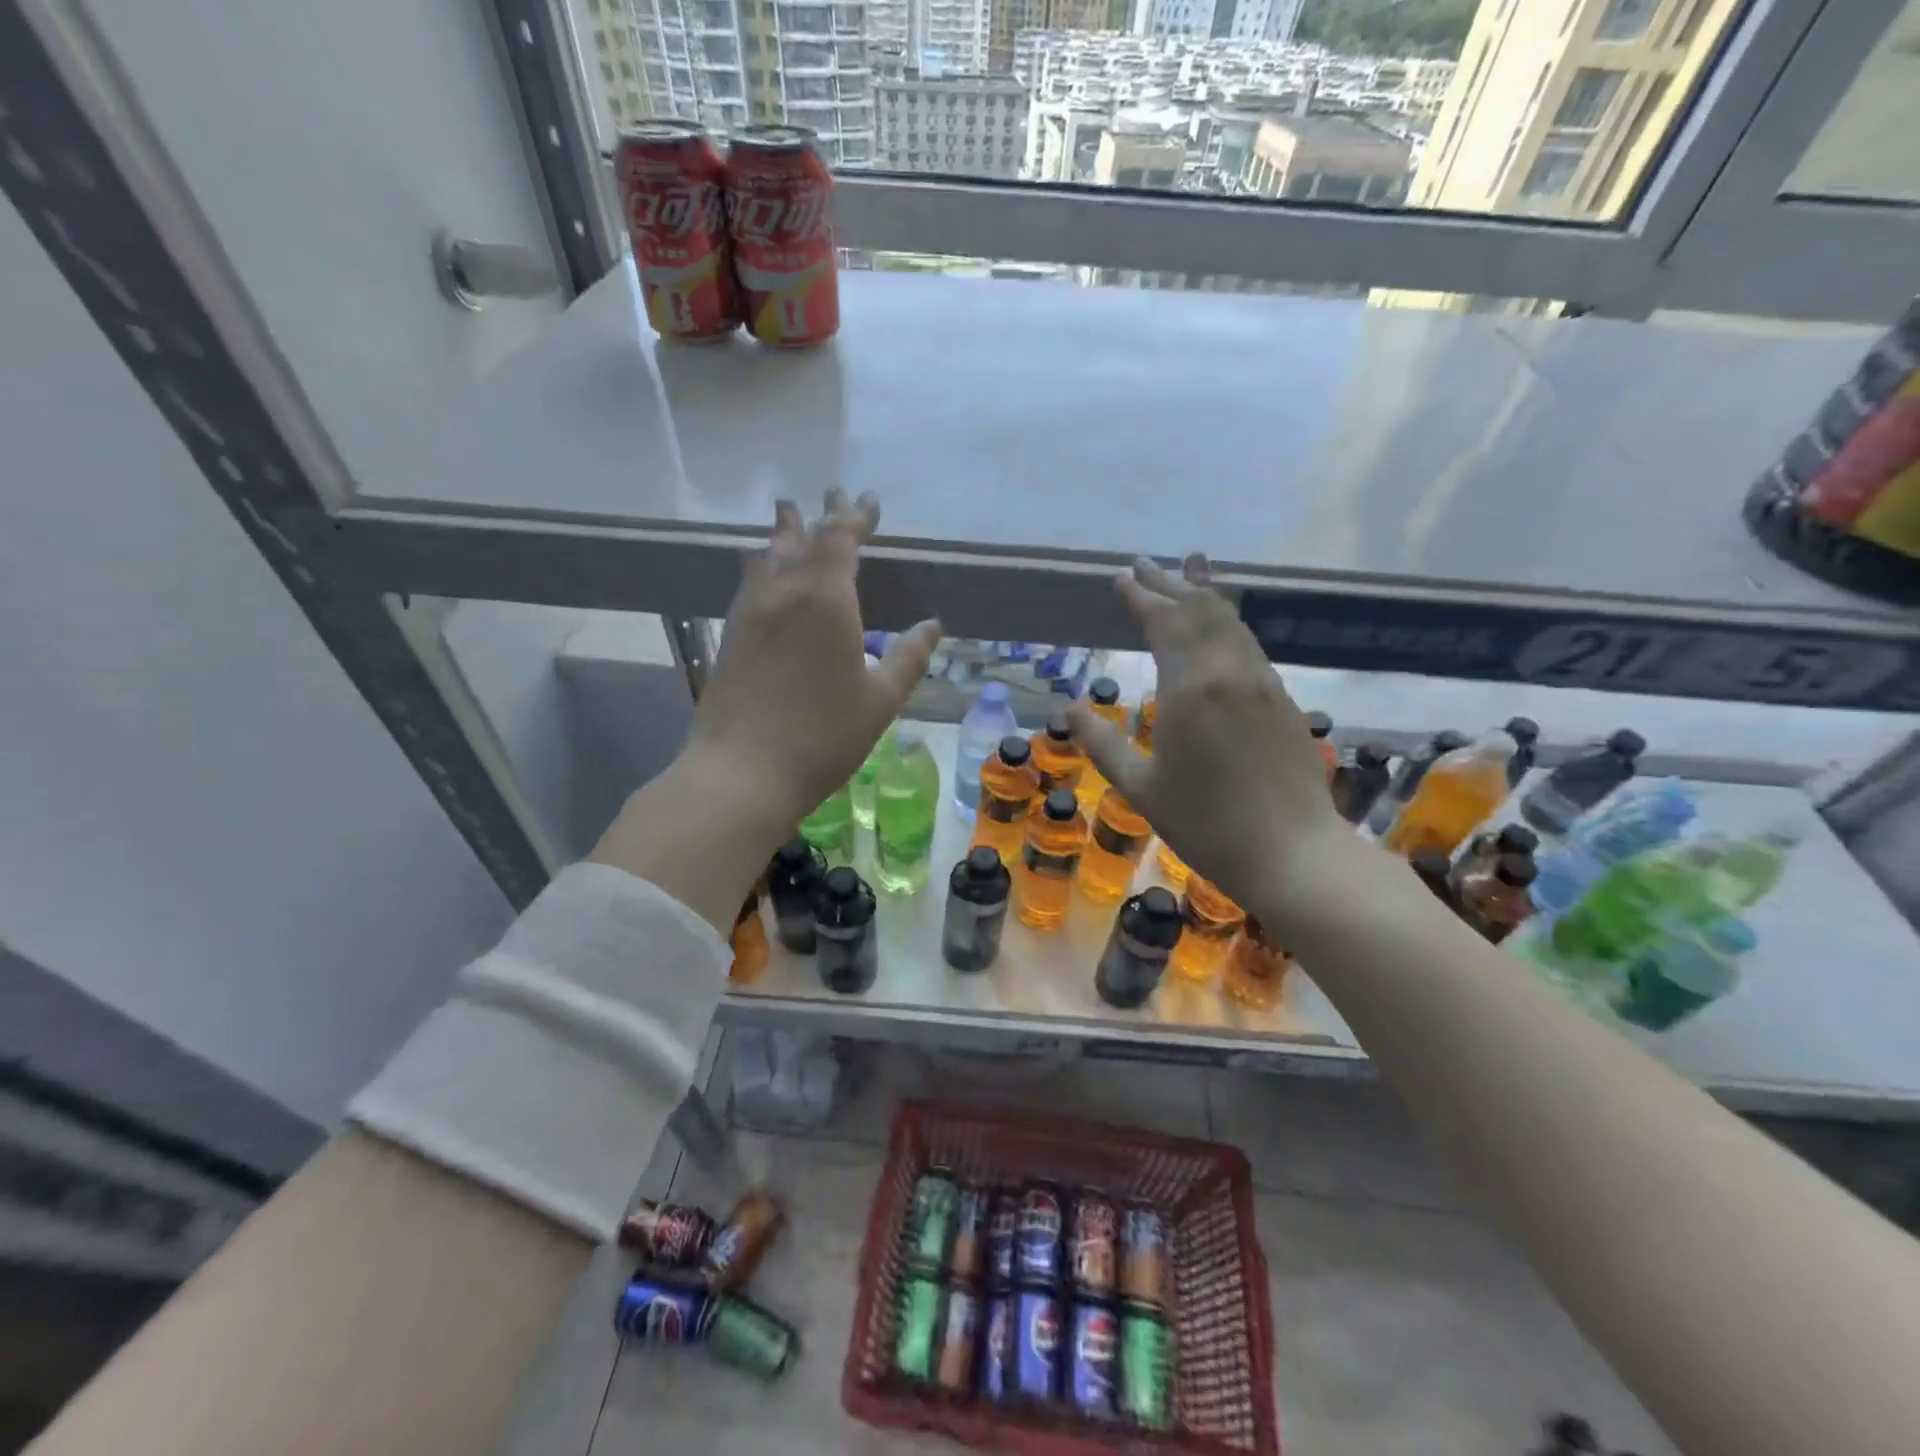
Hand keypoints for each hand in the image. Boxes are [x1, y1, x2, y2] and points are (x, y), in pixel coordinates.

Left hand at [683, 490, 940, 828]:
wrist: (742, 771)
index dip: (855, 516)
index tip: (868, 500)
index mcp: (826, 599)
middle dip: (820, 514)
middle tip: (831, 495)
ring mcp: (750, 611)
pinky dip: (763, 563)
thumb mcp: (880, 701)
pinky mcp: (731, 634)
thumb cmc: (823, 736)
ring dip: (783, 533)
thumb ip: (908, 658)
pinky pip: (749, 581)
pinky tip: (762, 570)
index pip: (840, 538)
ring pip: (767, 556)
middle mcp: (784, 592)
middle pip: (800, 537)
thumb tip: (932, 626)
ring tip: (788, 515)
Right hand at [1068, 555, 1349, 914]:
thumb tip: (1069, 710)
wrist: (1292, 853)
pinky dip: (1229, 621)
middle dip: (1170, 583)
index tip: (1121, 576)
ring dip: (1205, 593)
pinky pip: (1249, 643)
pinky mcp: (1283, 700)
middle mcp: (1229, 671)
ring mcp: (1262, 682)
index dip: (1140, 596)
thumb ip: (1102, 743)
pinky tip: (1223, 624)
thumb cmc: (1205, 824)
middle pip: (1200, 610)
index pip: (1163, 622)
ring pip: (1231, 621)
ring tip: (1191, 568)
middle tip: (1146, 563)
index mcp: (1190, 687)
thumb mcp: (1140, 787)